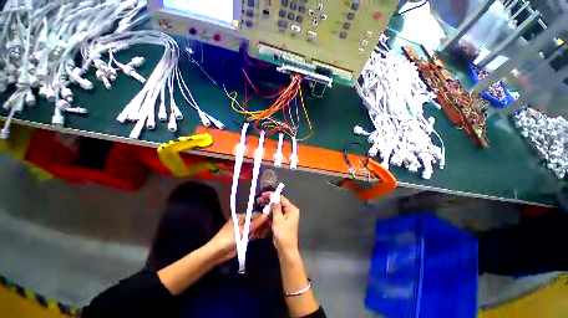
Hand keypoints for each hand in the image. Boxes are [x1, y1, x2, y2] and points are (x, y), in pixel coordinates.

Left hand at [207, 213, 269, 262]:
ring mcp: (243, 231)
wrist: (216, 253)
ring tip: (272, 229)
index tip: (272, 217)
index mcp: (240, 217)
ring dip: (262, 229)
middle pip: (255, 221)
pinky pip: (253, 235)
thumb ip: (255, 223)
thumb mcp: (242, 230)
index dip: (262, 216)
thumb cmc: (228, 238)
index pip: (254, 214)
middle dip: (263, 223)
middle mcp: (243, 222)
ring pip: (255, 228)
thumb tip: (266, 215)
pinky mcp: (244, 239)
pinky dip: (259, 235)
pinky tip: (266, 234)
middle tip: (273, 224)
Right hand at [261, 192, 299, 253]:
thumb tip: (274, 198)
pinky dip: (270, 213)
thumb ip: (276, 208)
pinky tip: (263, 211)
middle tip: (260, 198)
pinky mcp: (282, 222)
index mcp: (292, 209)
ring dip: (269, 206)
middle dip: (270, 201)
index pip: (282, 199)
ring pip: (276, 209)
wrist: (285, 250)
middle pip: (279, 203)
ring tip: (260, 203)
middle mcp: (290, 211)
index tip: (264, 194)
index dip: (273, 195)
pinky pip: (275, 214)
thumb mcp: (278, 219)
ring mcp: (286, 217)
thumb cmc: (283, 234)